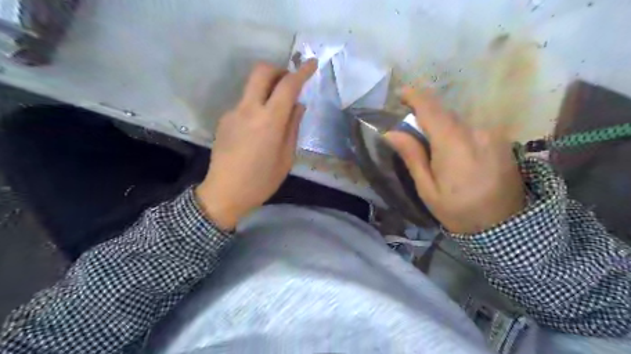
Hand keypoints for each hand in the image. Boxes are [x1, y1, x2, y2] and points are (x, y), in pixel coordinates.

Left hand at [197, 60, 314, 228]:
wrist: (225, 193)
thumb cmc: (261, 181)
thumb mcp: (286, 158)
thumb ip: (293, 127)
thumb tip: (298, 105)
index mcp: (269, 121)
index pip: (287, 86)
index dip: (301, 72)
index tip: (311, 64)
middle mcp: (249, 109)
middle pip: (261, 72)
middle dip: (279, 70)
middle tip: (290, 83)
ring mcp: (233, 113)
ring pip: (252, 87)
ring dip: (267, 90)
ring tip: (276, 114)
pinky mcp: (224, 120)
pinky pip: (244, 104)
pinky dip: (256, 106)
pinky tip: (258, 129)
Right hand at [385, 86, 527, 233]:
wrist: (505, 227)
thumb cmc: (458, 211)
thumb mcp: (428, 188)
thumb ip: (412, 156)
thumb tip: (391, 132)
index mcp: (453, 144)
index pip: (431, 109)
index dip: (415, 97)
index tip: (401, 94)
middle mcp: (476, 131)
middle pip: (445, 113)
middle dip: (426, 117)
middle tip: (413, 133)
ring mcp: (492, 134)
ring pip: (459, 121)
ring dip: (443, 127)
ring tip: (435, 149)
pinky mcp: (501, 140)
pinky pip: (472, 129)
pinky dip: (458, 133)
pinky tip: (456, 154)